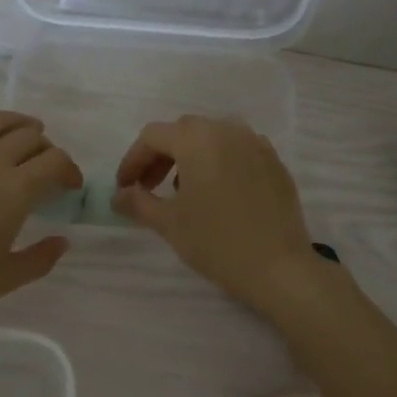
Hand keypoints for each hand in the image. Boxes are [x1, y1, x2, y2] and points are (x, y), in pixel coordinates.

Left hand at [0, 93, 80, 331]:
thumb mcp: (5, 279)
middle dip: (44, 147)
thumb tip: (62, 240)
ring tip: (23, 128)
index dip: (69, 169)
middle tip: (44, 163)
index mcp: (14, 191)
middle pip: (27, 137)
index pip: (55, 162)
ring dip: (15, 122)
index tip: (69, 184)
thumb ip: (40, 258)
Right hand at [111, 115, 322, 314]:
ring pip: (212, 138)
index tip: (124, 188)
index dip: (132, 160)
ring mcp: (256, 144)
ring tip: (183, 192)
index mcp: (197, 138)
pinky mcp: (275, 163)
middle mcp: (228, 130)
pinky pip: (238, 151)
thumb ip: (138, 202)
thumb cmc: (216, 241)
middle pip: (183, 132)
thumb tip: (118, 195)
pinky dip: (219, 163)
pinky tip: (217, 194)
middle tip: (148, 188)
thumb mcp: (169, 223)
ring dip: (190, 157)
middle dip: (160, 157)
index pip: (152, 136)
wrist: (278, 267)